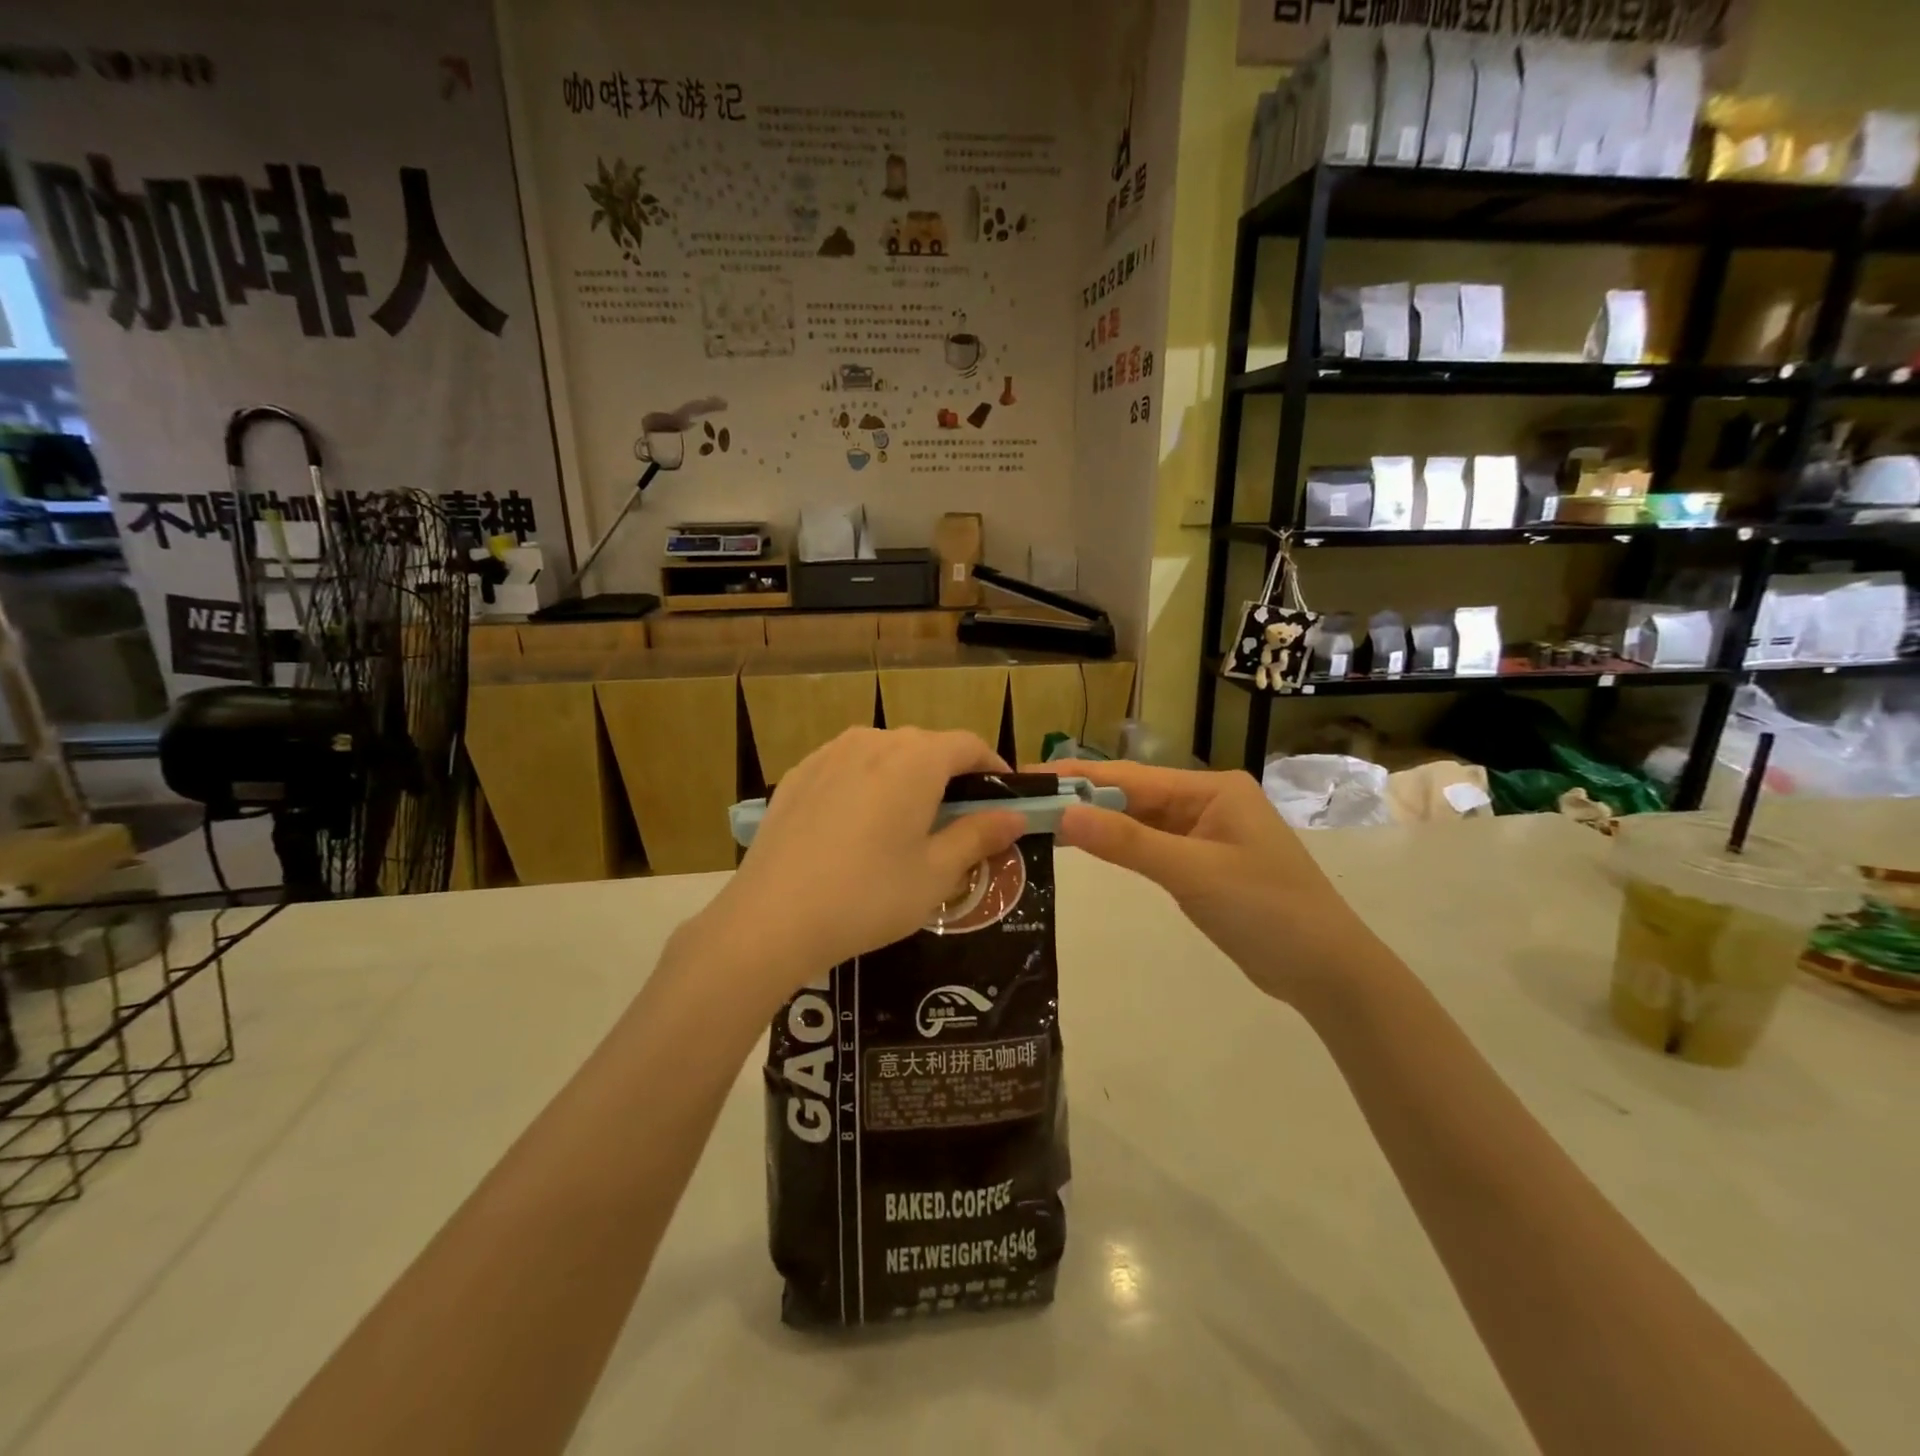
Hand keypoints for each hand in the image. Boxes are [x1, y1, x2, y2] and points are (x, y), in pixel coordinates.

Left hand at [705, 728, 1025, 997]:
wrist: (772, 918)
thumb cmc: (868, 896)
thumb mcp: (936, 873)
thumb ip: (979, 836)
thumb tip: (1015, 817)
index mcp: (916, 759)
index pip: (969, 744)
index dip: (993, 767)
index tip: (1004, 800)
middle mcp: (874, 740)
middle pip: (927, 746)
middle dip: (951, 775)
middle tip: (959, 820)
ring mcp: (830, 753)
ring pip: (885, 753)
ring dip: (907, 777)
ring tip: (907, 823)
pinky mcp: (798, 774)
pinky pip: (848, 767)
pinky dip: (867, 784)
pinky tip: (859, 826)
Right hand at [1050, 761, 1373, 1003]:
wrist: (1327, 972)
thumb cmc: (1267, 911)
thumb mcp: (1194, 873)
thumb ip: (1128, 843)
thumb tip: (1064, 814)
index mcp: (1212, 789)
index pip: (1132, 776)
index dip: (1078, 777)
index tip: (1029, 777)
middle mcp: (1207, 802)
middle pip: (1133, 795)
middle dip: (1083, 797)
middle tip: (1025, 801)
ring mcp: (1205, 834)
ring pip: (1139, 821)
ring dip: (1098, 822)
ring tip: (1043, 820)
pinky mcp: (1202, 865)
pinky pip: (1151, 847)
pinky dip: (1119, 847)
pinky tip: (1087, 846)